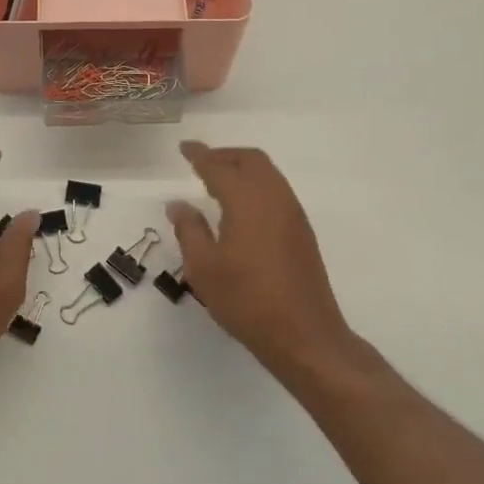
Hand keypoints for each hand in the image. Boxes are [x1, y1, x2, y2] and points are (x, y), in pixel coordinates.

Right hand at [167, 142, 355, 379]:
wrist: (305, 335)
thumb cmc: (247, 300)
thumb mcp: (203, 268)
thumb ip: (189, 230)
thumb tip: (179, 205)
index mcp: (247, 200)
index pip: (218, 167)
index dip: (200, 155)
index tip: (185, 148)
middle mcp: (274, 198)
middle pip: (251, 160)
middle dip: (225, 156)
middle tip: (201, 163)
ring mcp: (293, 214)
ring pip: (268, 174)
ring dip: (243, 170)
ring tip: (218, 183)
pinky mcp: (302, 232)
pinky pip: (276, 191)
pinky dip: (256, 186)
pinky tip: (241, 208)